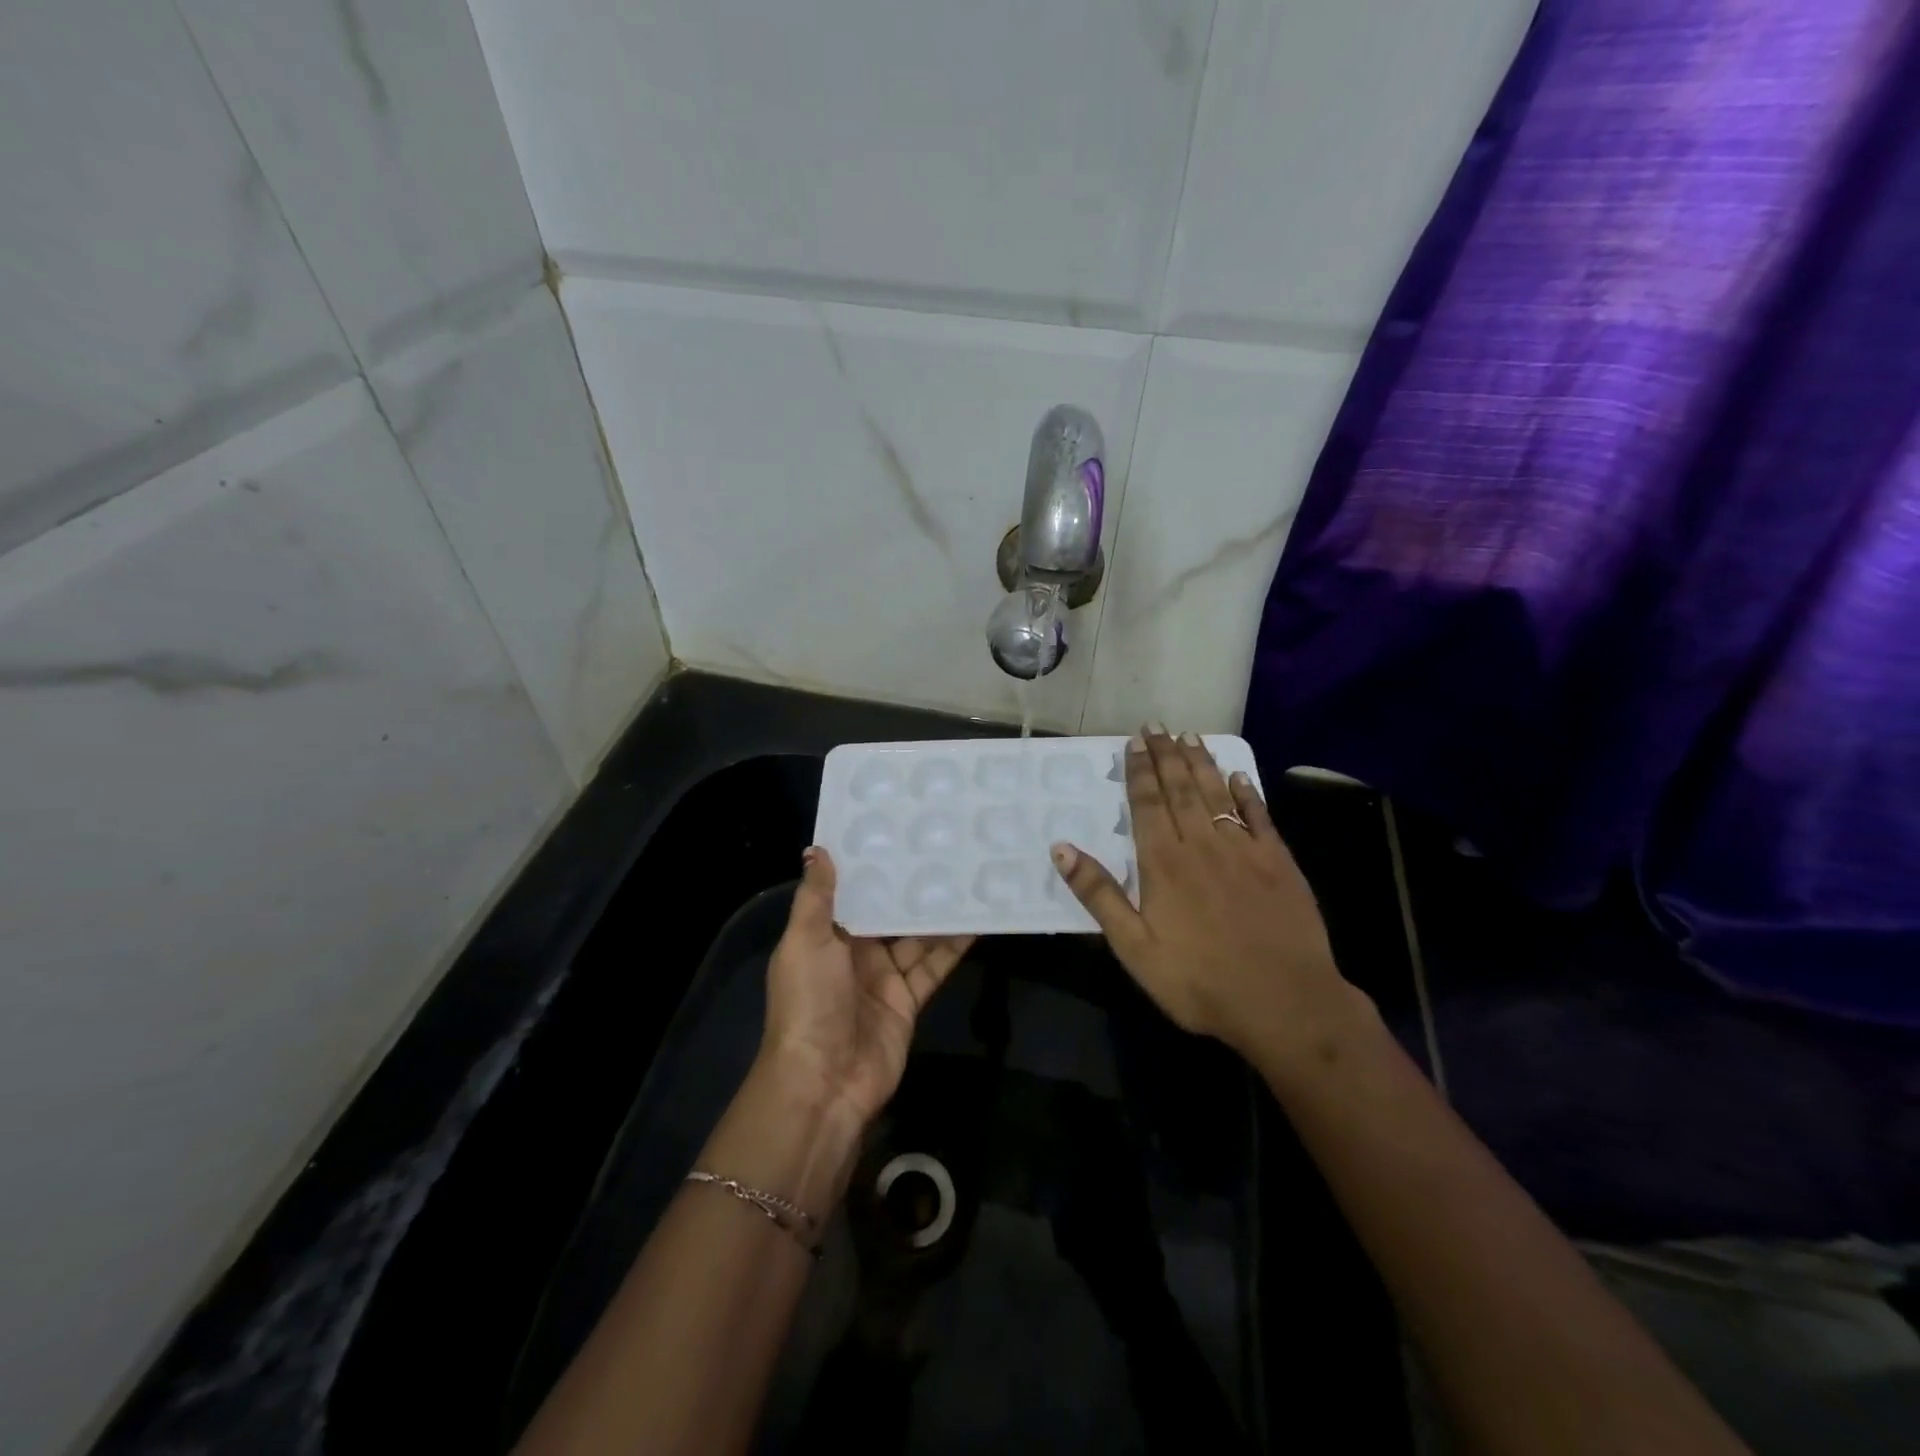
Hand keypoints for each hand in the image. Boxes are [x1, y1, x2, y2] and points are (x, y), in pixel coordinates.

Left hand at [760, 847, 972, 1130]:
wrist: (823, 1082)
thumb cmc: (809, 1002)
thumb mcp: (804, 941)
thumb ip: (816, 897)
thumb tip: (818, 849)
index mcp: (825, 936)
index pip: (852, 892)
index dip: (872, 866)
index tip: (898, 831)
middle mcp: (855, 953)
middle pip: (888, 913)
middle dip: (911, 887)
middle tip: (943, 847)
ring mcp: (883, 978)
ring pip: (916, 937)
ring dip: (938, 913)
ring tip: (967, 876)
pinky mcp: (909, 1000)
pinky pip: (934, 966)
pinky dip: (954, 947)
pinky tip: (977, 921)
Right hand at [1050, 726, 1367, 1067]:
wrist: (1285, 1003)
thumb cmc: (1200, 981)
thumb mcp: (1134, 948)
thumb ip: (1099, 895)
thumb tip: (1061, 848)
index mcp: (1164, 863)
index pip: (1147, 803)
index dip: (1139, 770)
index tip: (1133, 742)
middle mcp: (1202, 845)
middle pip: (1180, 789)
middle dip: (1166, 755)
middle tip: (1157, 727)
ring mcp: (1245, 850)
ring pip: (1217, 794)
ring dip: (1201, 763)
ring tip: (1190, 736)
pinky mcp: (1279, 863)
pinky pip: (1259, 816)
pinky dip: (1247, 793)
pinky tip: (1238, 776)